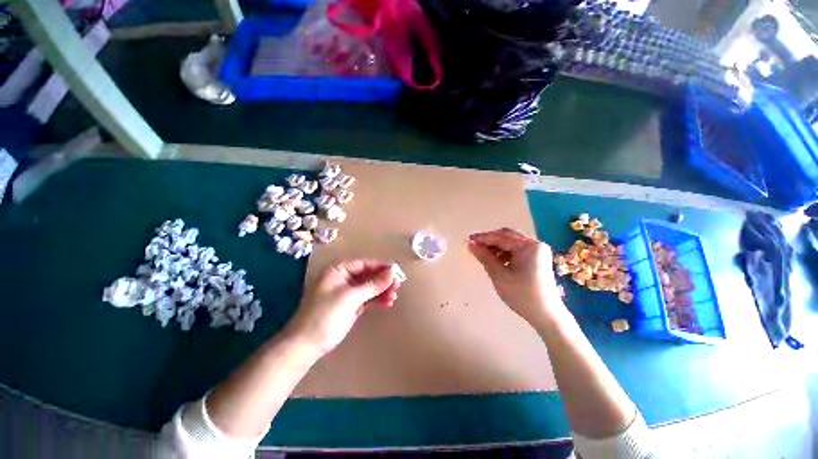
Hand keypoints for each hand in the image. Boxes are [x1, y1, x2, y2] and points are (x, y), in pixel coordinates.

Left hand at [285, 259, 400, 356]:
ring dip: (381, 291)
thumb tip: (392, 273)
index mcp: (338, 270)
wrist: (307, 344)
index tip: (396, 271)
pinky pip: (367, 299)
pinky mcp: (350, 306)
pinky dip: (377, 300)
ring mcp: (347, 293)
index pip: (363, 264)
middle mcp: (343, 279)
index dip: (380, 266)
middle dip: (382, 280)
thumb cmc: (326, 314)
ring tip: (394, 296)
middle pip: (367, 275)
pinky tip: (388, 303)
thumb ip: (373, 284)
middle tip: (398, 285)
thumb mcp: (351, 297)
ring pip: (369, 288)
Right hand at [468, 228, 563, 324]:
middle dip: (490, 240)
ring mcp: (537, 252)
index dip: (484, 238)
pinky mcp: (536, 259)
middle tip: (474, 244)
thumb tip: (471, 244)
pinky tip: (495, 260)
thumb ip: (485, 257)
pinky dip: (504, 253)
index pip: (502, 237)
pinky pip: (516, 250)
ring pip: (511, 243)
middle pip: (508, 236)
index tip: (469, 240)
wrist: (546, 315)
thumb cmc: (522, 295)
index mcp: (529, 246)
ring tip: (482, 254)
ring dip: (496, 246)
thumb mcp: (499, 275)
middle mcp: (535, 244)